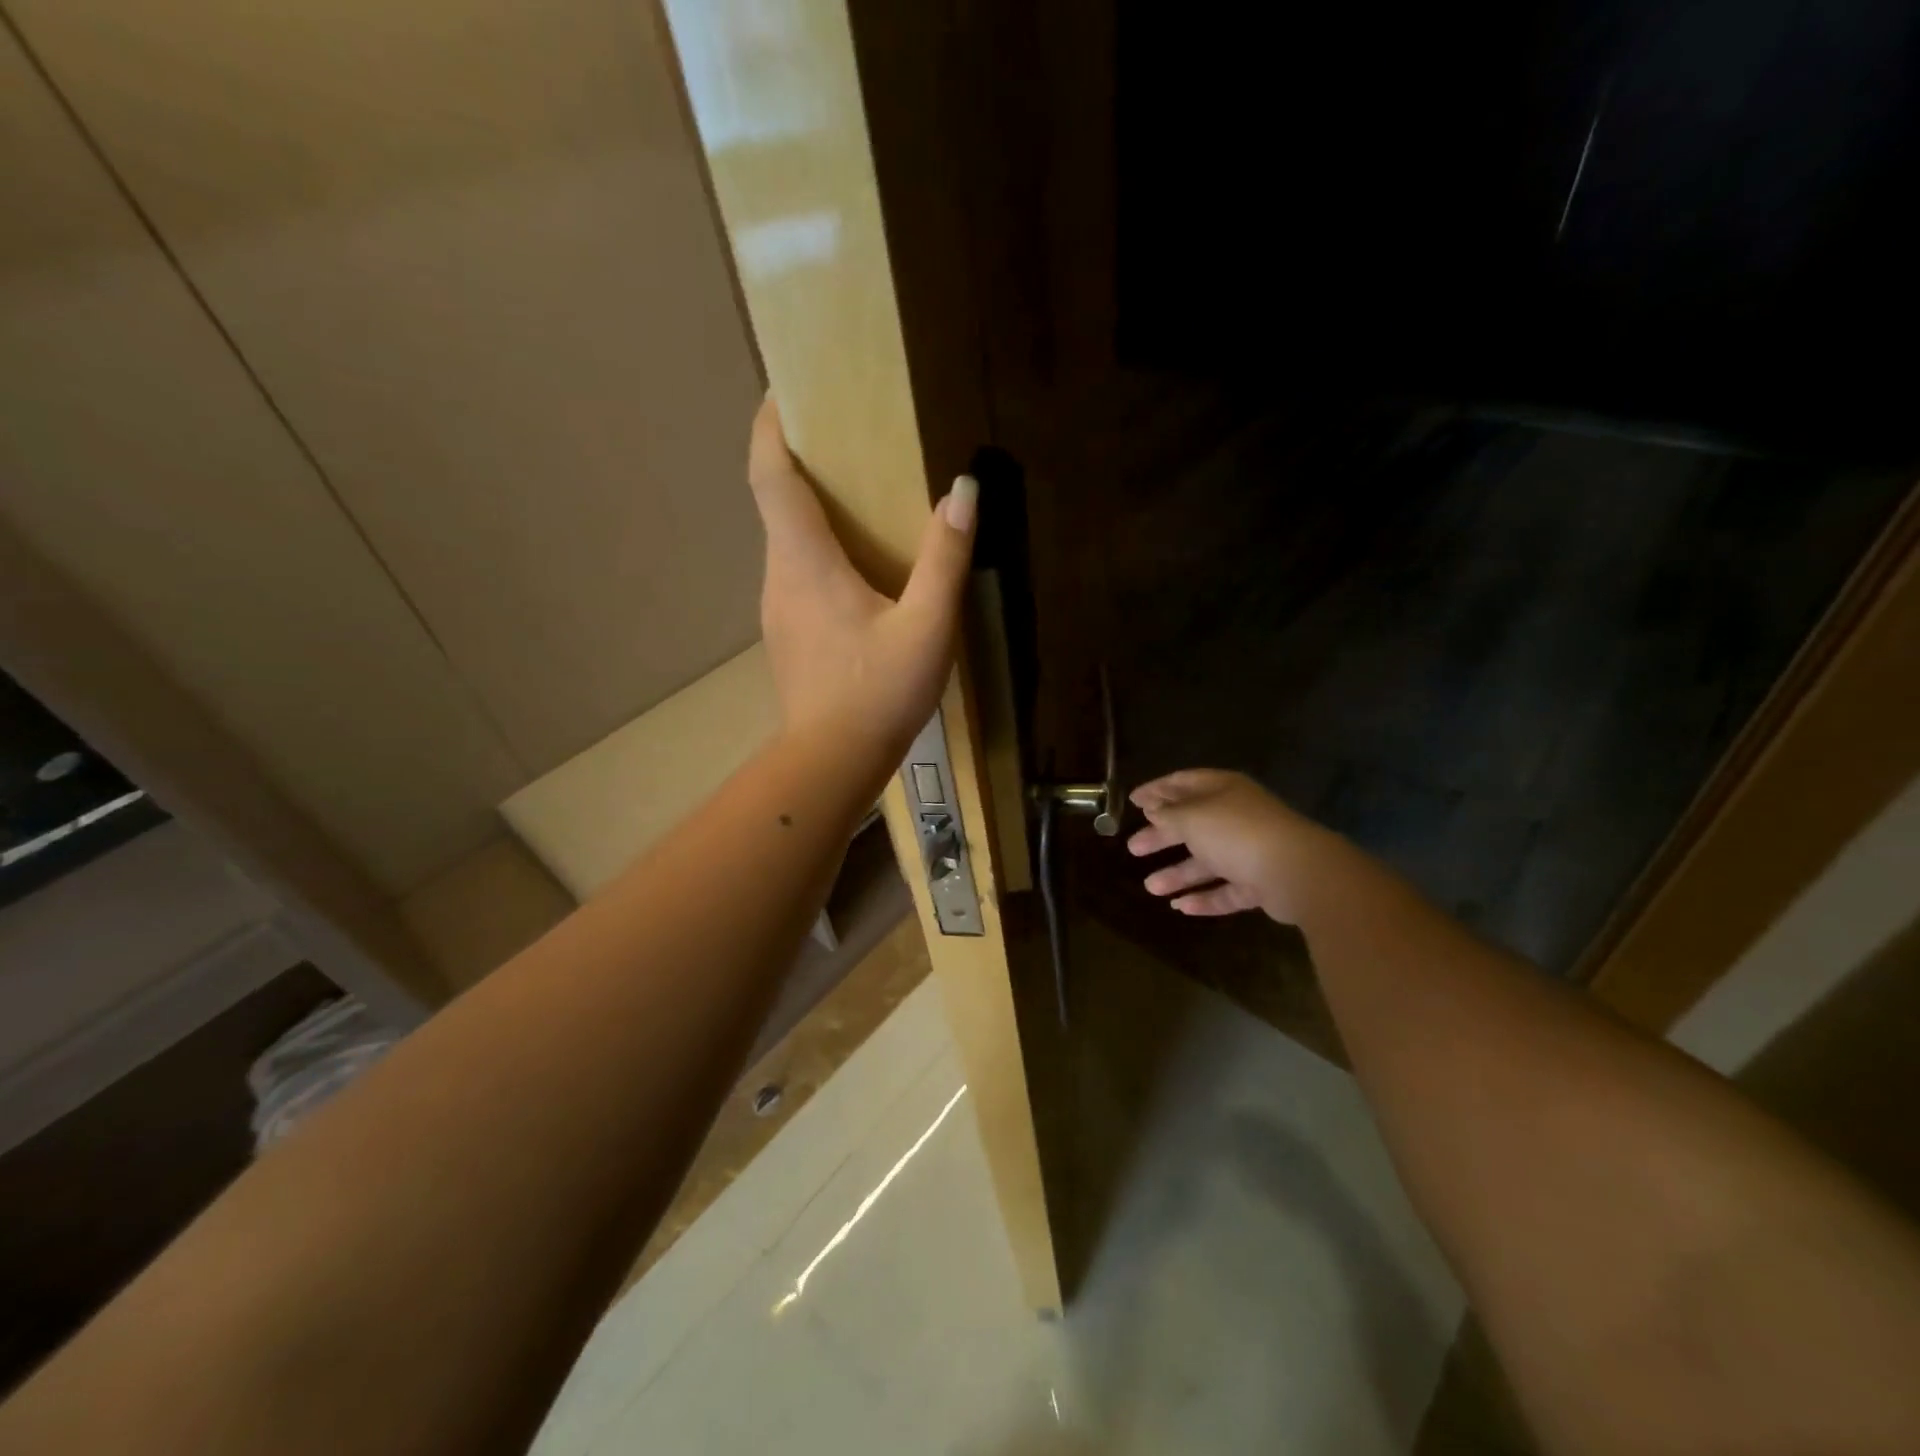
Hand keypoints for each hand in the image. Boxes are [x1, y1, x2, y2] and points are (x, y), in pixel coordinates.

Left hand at [747, 397, 976, 756]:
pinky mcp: (788, 634)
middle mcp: (779, 575)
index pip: (770, 476)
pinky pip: (795, 572)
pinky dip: (816, 548)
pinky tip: (857, 566)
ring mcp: (777, 608)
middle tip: (841, 435)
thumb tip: (963, 489)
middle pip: (775, 502)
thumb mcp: (927, 627)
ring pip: (785, 540)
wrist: (832, 762)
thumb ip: (945, 558)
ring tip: (856, 494)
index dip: (770, 428)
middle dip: (798, 461)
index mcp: (805, 561)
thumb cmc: (878, 693)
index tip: (784, 391)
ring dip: (809, 508)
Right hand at [1127, 769, 1339, 923]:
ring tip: (1150, 887)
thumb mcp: (1192, 817)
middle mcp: (1237, 817)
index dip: (1157, 790)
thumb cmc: (1236, 833)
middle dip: (1162, 836)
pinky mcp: (1260, 883)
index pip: (1184, 783)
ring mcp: (1251, 851)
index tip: (1132, 802)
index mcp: (1223, 791)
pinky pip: (1226, 889)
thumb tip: (1154, 809)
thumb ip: (1168, 814)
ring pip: (1208, 861)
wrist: (1296, 872)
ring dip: (1178, 873)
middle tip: (1134, 847)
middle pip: (1193, 824)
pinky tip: (1180, 907)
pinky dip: (1204, 897)